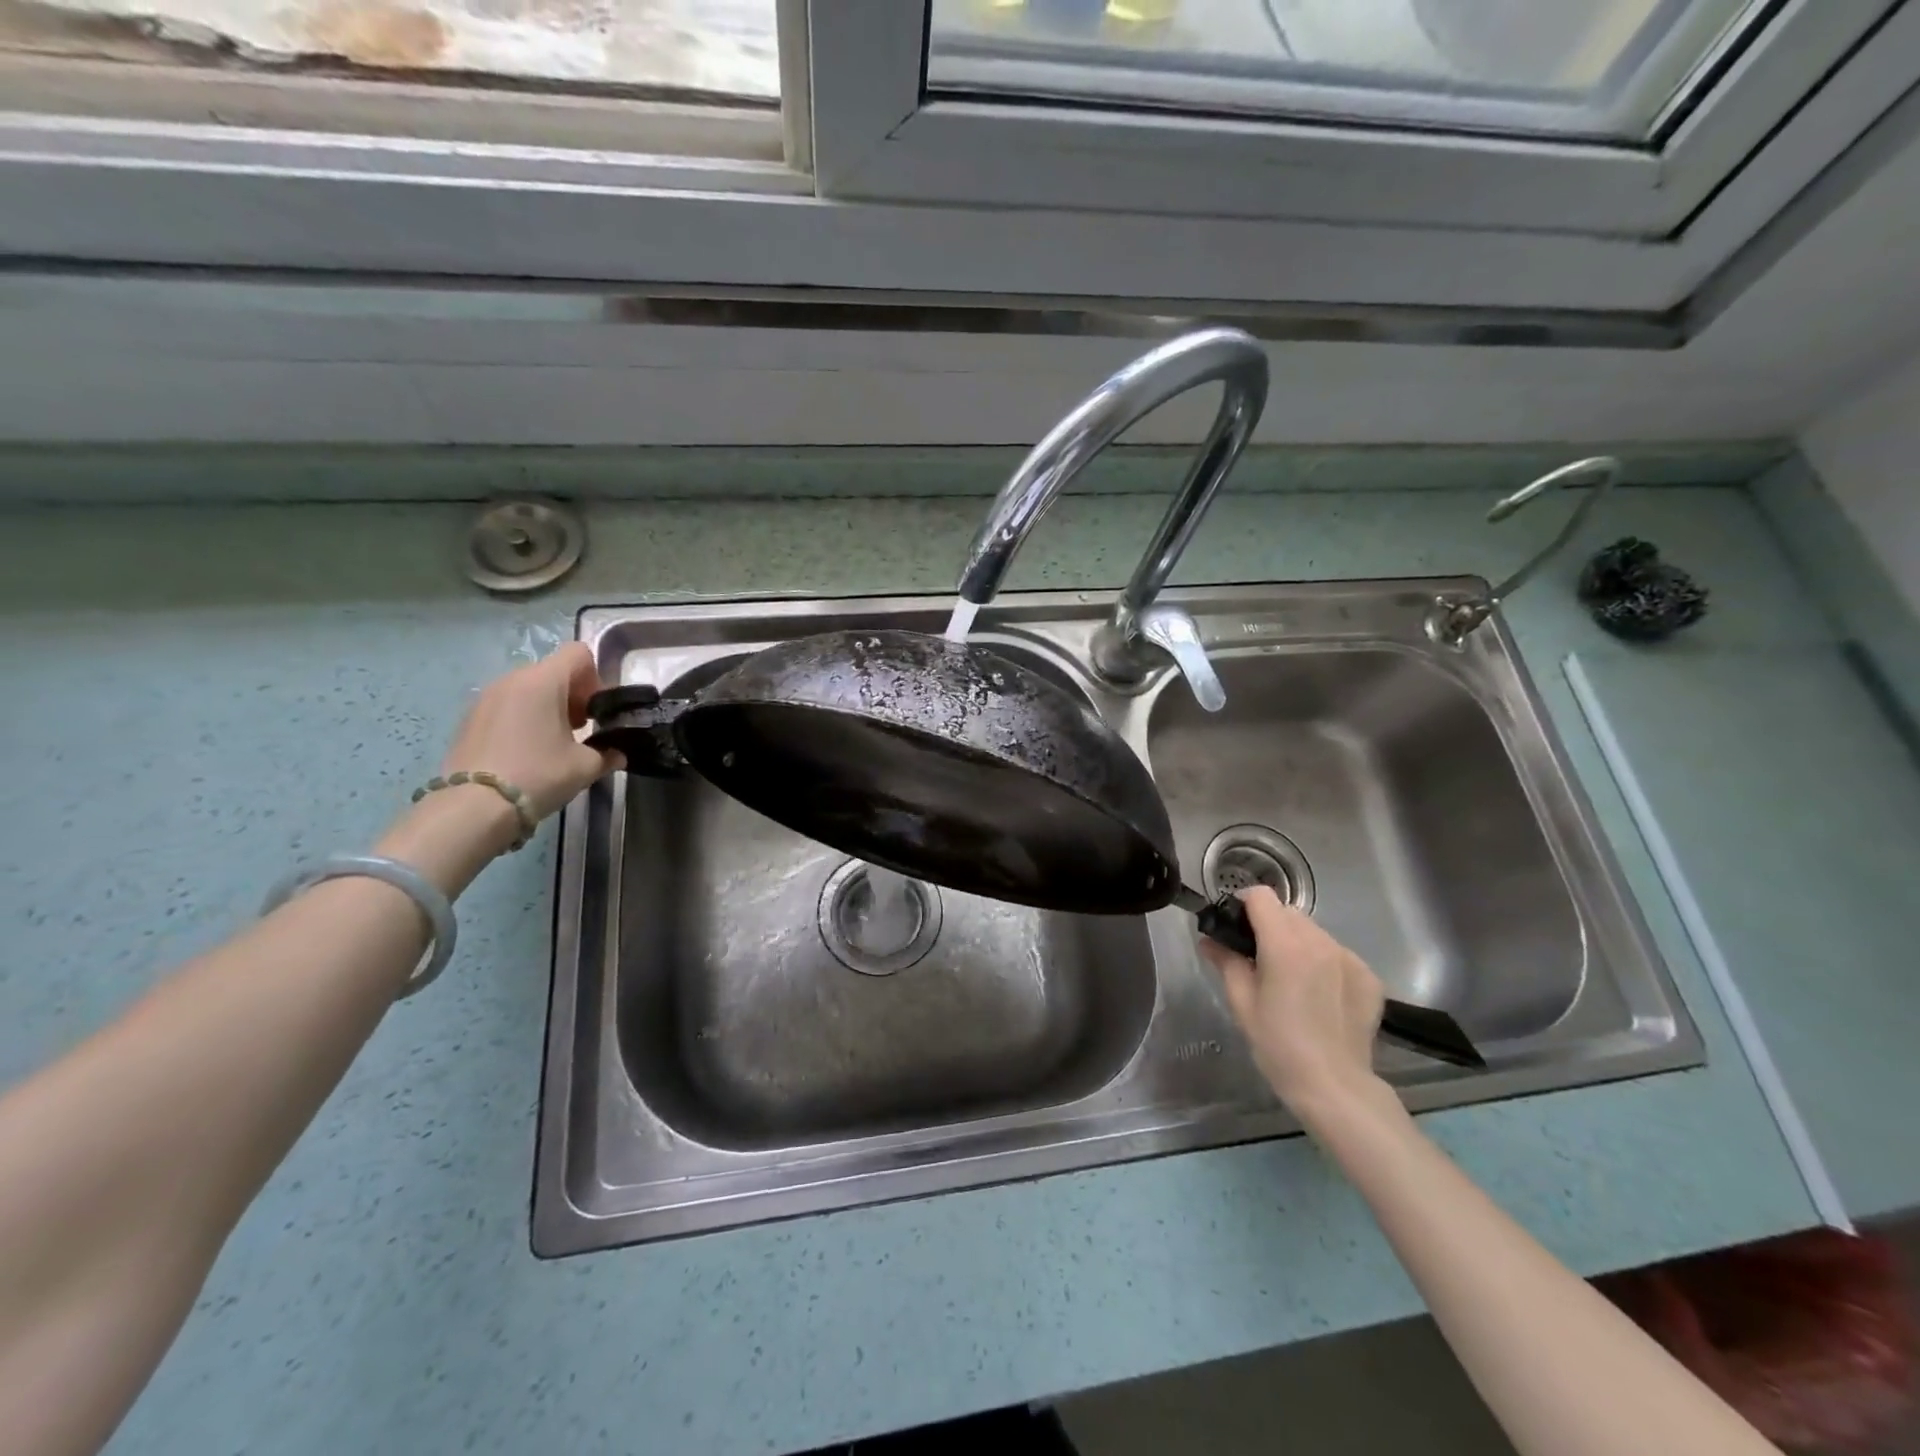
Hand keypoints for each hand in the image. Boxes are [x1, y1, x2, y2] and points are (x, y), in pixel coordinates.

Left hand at [441, 644, 621, 821]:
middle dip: (572, 695)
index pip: (578, 653)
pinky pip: (507, 705)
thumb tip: (617, 754)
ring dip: (547, 707)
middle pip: (553, 671)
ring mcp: (486, 697)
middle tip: (580, 730)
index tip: (595, 711)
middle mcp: (512, 679)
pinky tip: (526, 752)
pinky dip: (523, 718)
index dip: (595, 677)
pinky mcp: (470, 717)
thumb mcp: (585, 767)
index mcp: (543, 681)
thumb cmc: (538, 775)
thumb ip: (608, 754)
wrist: (474, 807)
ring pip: (528, 688)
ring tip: (552, 743)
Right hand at [1198, 886, 1390, 1120]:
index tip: (1236, 927)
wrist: (1335, 1087)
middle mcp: (1320, 942)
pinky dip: (1323, 961)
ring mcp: (1349, 958)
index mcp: (1285, 946)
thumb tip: (1209, 940)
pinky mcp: (1369, 976)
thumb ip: (1226, 962)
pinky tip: (1319, 993)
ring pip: (1314, 932)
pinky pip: (1337, 953)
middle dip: (1270, 925)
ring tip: (1291, 978)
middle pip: (1289, 912)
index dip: (1244, 905)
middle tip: (1259, 958)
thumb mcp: (1241, 1003)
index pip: (1262, 897)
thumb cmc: (1278, 1046)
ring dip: (1297, 942)